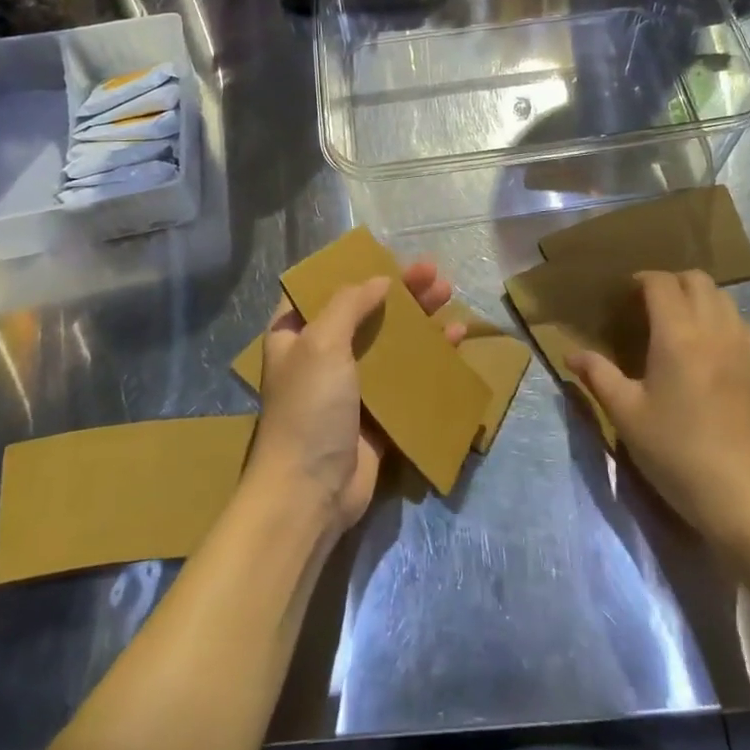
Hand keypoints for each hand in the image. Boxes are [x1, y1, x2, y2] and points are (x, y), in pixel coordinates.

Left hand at [248, 261, 459, 538]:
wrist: (310, 493)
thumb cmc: (309, 408)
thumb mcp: (321, 343)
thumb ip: (349, 304)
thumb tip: (378, 279)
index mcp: (294, 334)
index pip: (320, 290)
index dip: (350, 270)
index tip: (382, 255)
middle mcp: (320, 355)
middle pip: (364, 311)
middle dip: (398, 290)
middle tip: (432, 271)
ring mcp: (350, 385)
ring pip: (389, 340)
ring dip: (418, 317)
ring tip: (448, 294)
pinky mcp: (377, 413)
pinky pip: (406, 376)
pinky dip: (429, 355)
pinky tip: (455, 338)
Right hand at [566, 270, 749, 550]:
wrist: (743, 497)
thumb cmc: (676, 453)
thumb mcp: (627, 415)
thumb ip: (598, 376)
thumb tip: (571, 354)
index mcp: (678, 335)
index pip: (661, 283)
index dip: (642, 280)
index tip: (627, 295)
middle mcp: (715, 329)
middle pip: (697, 280)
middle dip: (672, 283)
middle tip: (652, 306)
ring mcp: (746, 348)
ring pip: (725, 299)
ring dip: (701, 299)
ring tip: (683, 325)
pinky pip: (746, 326)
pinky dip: (727, 323)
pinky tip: (716, 350)